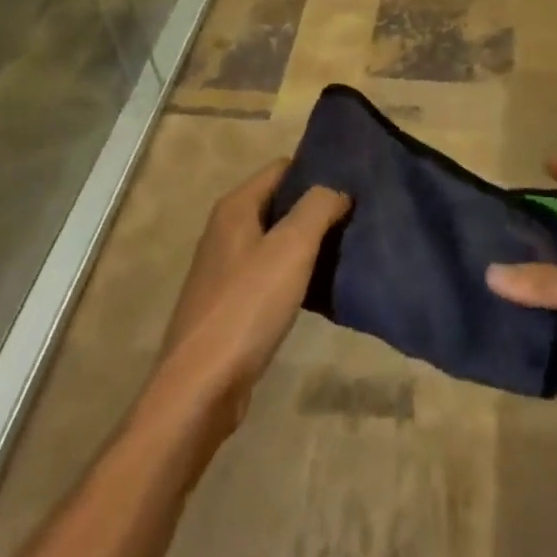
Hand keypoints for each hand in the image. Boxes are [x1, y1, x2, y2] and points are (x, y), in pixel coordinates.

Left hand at [150, 159, 350, 434]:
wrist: (201, 388)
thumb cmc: (247, 306)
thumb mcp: (291, 247)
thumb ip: (318, 207)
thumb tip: (337, 188)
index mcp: (236, 207)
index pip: (282, 168)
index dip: (316, 169)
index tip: (352, 180)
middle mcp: (226, 230)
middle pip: (279, 203)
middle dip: (315, 207)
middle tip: (356, 214)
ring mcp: (225, 269)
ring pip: (275, 240)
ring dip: (307, 242)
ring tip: (346, 247)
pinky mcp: (230, 304)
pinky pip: (269, 273)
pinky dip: (294, 273)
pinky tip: (319, 287)